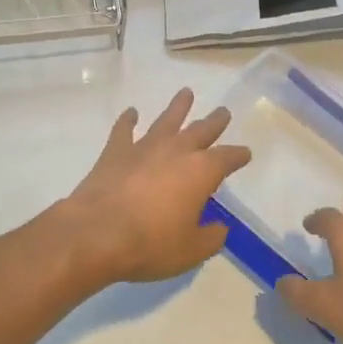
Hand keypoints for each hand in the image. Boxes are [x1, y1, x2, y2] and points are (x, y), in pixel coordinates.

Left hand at [45, 89, 250, 288]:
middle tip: (223, 111)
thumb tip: (220, 228)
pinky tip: (131, 112)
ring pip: (166, 120)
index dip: (238, 156)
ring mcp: (144, 147)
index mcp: (201, 171)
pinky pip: (124, 129)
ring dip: (178, 107)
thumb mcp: (191, 250)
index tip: (245, 153)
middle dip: (214, 121)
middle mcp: (176, 151)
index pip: (227, 158)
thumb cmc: (151, 244)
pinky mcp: (116, 151)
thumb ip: (210, 237)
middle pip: (201, 130)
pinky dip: (128, 120)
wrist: (97, 233)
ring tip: (185, 92)